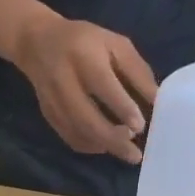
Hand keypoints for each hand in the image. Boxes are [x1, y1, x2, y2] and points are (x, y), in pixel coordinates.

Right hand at [14, 15, 157, 163]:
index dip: (122, 107)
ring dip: (103, 145)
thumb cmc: (85, 41)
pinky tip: (105, 146)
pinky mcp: (48, 115)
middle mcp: (64, 80)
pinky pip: (69, 137)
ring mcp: (53, 101)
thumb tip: (157, 101)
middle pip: (87, 118)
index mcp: (83, 56)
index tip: (140, 126)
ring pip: (78, 132)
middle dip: (113, 139)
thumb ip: (136, 71)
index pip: (102, 85)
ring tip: (124, 150)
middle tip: (134, 155)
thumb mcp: (115, 44)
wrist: (37, 43)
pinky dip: (89, 146)